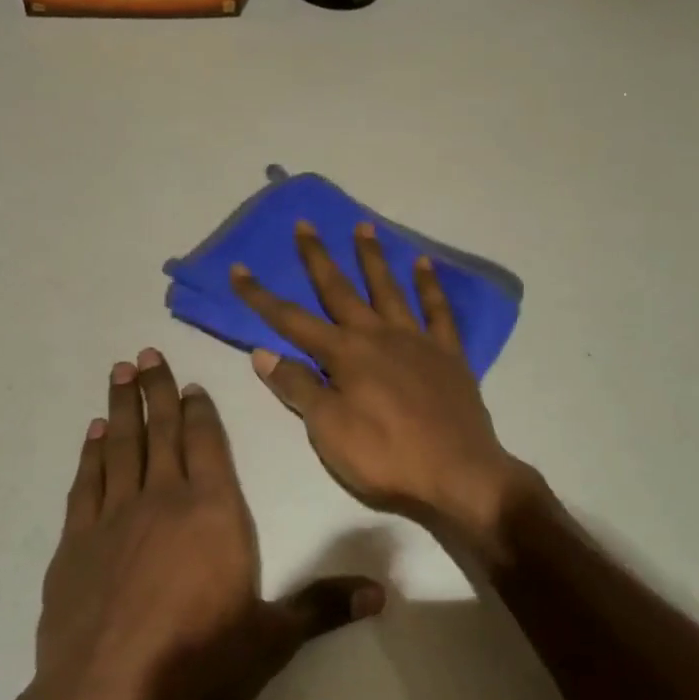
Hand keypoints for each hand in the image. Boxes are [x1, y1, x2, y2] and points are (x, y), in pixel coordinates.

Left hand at [34, 349, 383, 699]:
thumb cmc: (199, 665)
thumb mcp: (272, 639)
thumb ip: (323, 607)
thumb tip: (381, 595)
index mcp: (215, 511)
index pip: (209, 443)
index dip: (200, 409)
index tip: (190, 382)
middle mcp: (164, 499)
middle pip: (162, 431)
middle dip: (156, 390)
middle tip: (145, 352)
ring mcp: (114, 518)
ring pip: (121, 446)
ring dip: (122, 407)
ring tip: (119, 373)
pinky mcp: (75, 545)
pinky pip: (86, 483)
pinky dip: (91, 454)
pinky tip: (93, 434)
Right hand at [230, 222, 527, 553]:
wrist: (459, 475)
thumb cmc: (386, 458)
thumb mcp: (329, 431)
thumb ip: (298, 388)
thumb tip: (263, 352)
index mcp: (344, 355)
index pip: (291, 320)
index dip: (261, 296)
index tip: (239, 269)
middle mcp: (377, 336)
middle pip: (340, 290)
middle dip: (317, 258)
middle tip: (305, 224)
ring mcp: (416, 341)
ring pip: (389, 289)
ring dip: (373, 258)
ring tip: (364, 227)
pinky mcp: (448, 354)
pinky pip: (438, 311)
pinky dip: (431, 285)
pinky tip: (424, 264)